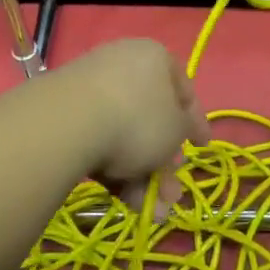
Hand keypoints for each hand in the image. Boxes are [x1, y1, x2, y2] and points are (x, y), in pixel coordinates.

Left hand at [45, 38, 207, 218]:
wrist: (68, 123)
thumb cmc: (137, 119)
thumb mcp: (176, 129)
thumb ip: (184, 130)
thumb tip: (179, 131)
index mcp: (156, 57)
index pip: (183, 90)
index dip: (196, 122)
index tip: (201, 148)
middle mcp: (124, 64)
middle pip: (152, 119)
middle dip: (163, 164)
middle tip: (169, 196)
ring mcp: (92, 86)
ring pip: (126, 135)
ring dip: (141, 175)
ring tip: (148, 212)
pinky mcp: (68, 110)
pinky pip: (100, 139)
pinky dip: (113, 168)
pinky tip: (120, 198)